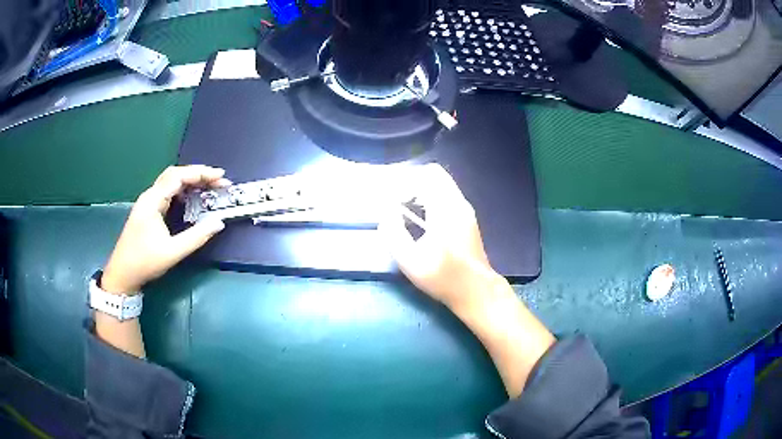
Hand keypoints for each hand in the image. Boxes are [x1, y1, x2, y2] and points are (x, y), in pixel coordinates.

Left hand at [101, 165, 228, 293]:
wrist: (122, 274)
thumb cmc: (145, 262)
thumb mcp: (172, 252)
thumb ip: (196, 237)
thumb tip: (219, 223)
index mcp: (153, 201)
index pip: (178, 176)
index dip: (201, 173)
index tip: (221, 177)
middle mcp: (150, 196)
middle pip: (175, 174)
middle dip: (198, 174)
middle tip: (219, 181)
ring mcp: (148, 202)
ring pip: (171, 182)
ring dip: (191, 181)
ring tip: (210, 187)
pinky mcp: (149, 210)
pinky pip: (168, 192)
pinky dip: (183, 190)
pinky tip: (192, 198)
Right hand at [380, 164, 554, 397]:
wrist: (476, 292)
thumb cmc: (444, 277)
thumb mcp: (410, 260)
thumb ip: (394, 233)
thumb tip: (387, 213)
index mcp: (446, 208)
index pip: (428, 174)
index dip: (406, 181)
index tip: (392, 198)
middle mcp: (459, 203)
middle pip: (435, 176)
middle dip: (412, 183)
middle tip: (395, 202)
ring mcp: (465, 211)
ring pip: (441, 186)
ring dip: (421, 192)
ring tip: (404, 211)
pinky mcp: (466, 220)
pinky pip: (446, 198)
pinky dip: (430, 200)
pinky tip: (420, 221)